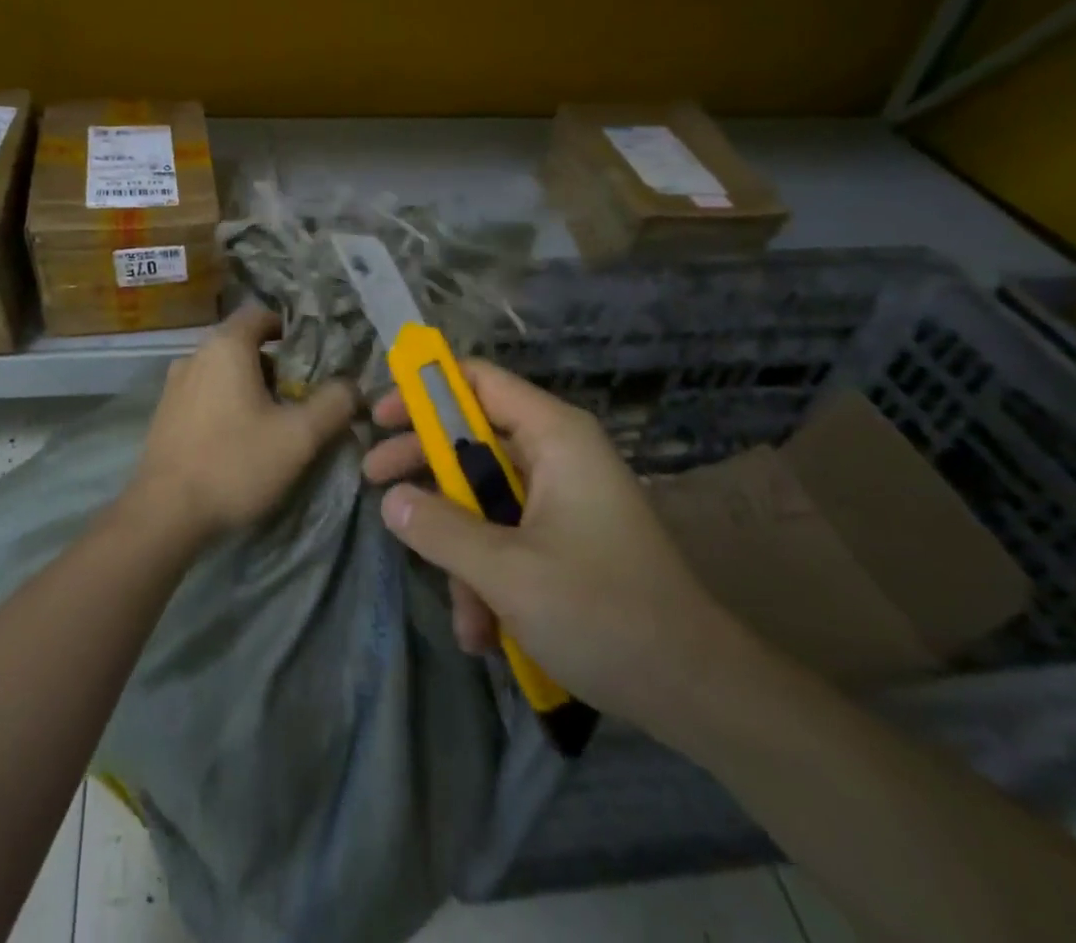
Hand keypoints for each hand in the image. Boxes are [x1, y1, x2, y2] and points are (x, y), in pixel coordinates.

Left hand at [128, 304, 357, 546]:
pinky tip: (238, 439)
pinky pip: (204, 393)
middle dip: (274, 365)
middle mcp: (195, 355)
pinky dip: (226, 403)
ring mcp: (174, 384)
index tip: (312, 358)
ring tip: (273, 421)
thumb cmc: (235, 463)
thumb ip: (333, 404)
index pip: (260, 314)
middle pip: (242, 344)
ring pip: (222, 371)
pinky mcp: (164, 413)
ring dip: (250, 386)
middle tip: (299, 396)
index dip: (289, 329)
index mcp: (226, 346)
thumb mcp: (299, 437)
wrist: (164, 513)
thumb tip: (352, 386)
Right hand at [364, 360, 734, 725]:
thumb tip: (391, 499)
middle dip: (426, 473)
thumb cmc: (604, 613)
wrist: (699, 694)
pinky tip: (485, 633)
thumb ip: (439, 528)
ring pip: (486, 500)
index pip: (478, 380)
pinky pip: (509, 537)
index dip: (424, 391)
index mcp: (554, 436)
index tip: (380, 417)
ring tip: (463, 616)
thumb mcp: (507, 571)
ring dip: (461, 551)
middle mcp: (558, 455)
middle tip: (376, 486)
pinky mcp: (568, 541)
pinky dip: (489, 576)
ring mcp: (564, 500)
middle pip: (473, 440)